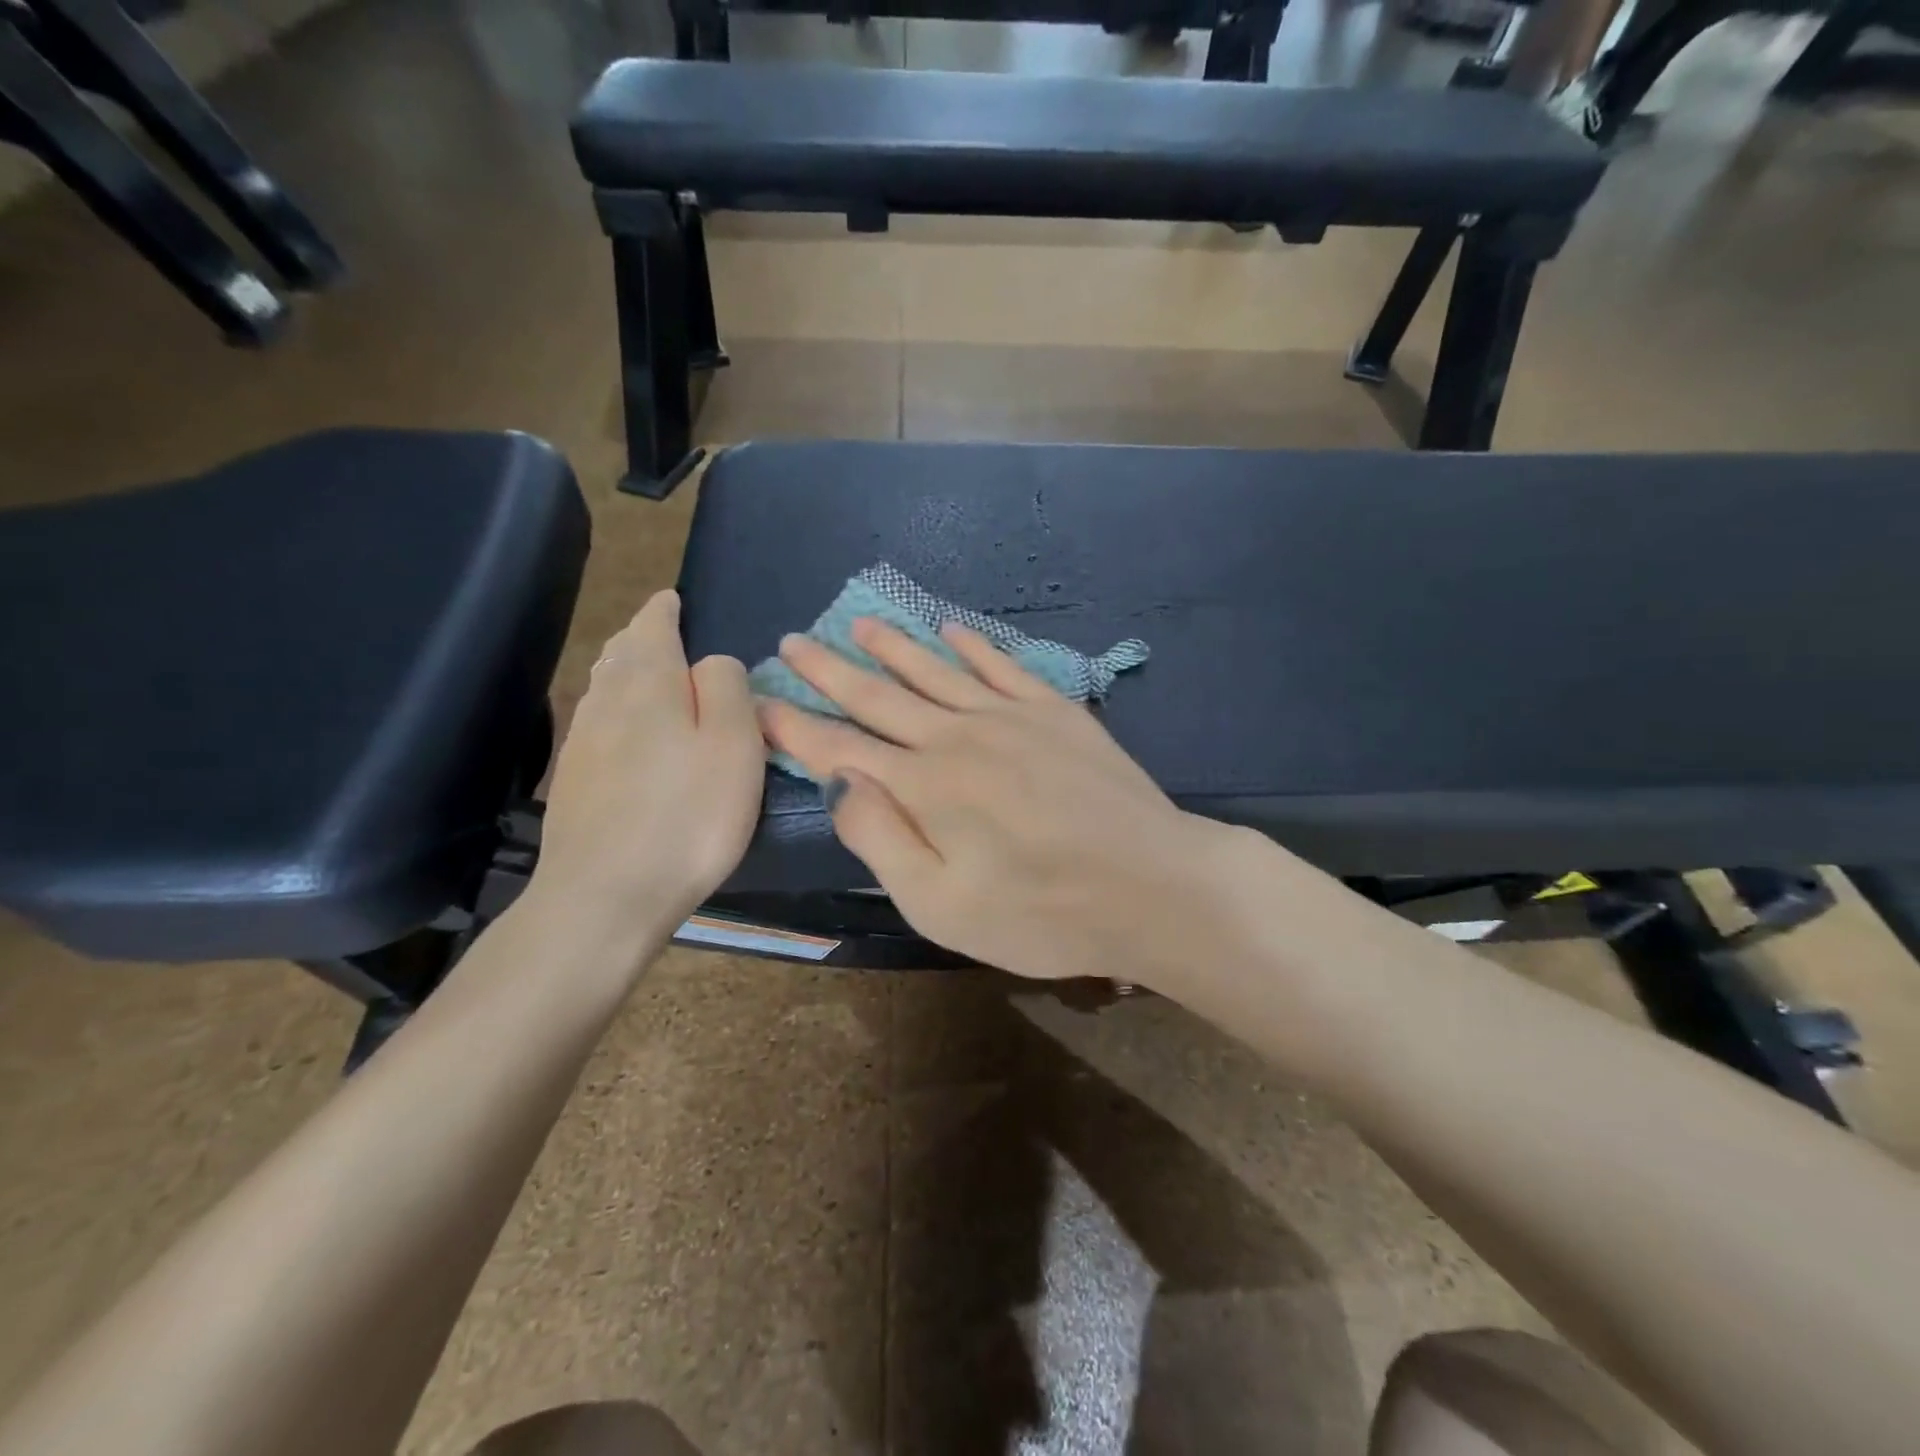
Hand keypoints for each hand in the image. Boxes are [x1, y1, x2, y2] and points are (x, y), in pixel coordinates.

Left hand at [532, 591, 764, 952]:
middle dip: (640, 637)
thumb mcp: (734, 743)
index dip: (664, 611)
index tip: (672, 599)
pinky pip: (596, 725)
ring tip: (642, 671)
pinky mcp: (574, 784)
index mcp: (648, 684)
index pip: (652, 628)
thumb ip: (728, 688)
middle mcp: (606, 703)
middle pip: (620, 655)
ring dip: (623, 671)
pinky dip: (614, 710)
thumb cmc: (688, 815)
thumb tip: (712, 663)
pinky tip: (623, 730)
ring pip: (603, 689)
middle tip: (660, 630)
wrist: (606, 895)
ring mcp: (582, 744)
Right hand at [758, 618, 1241, 984]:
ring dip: (892, 646)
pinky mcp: (1055, 711)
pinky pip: (1002, 666)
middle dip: (830, 670)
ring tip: (859, 622)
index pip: (839, 748)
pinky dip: (972, 646)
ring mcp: (1009, 716)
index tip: (759, 700)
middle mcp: (956, 737)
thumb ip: (880, 838)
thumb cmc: (1041, 912)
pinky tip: (952, 631)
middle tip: (794, 641)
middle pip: (878, 697)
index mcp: (922, 786)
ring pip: (935, 670)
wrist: (1152, 885)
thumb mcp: (940, 905)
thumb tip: (837, 782)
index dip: (795, 725)